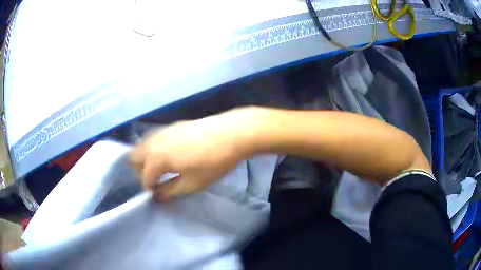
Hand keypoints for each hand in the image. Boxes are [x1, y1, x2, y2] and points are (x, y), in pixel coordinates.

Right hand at [130, 108, 255, 201]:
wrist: (233, 133)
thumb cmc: (213, 162)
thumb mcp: (191, 184)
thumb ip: (170, 192)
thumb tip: (156, 197)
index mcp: (156, 157)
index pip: (144, 177)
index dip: (149, 188)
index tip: (159, 194)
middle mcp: (154, 141)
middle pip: (134, 156)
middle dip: (141, 171)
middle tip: (157, 180)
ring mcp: (163, 130)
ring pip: (143, 145)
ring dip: (147, 158)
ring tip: (164, 168)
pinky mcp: (173, 125)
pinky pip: (155, 138)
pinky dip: (156, 148)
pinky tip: (172, 154)